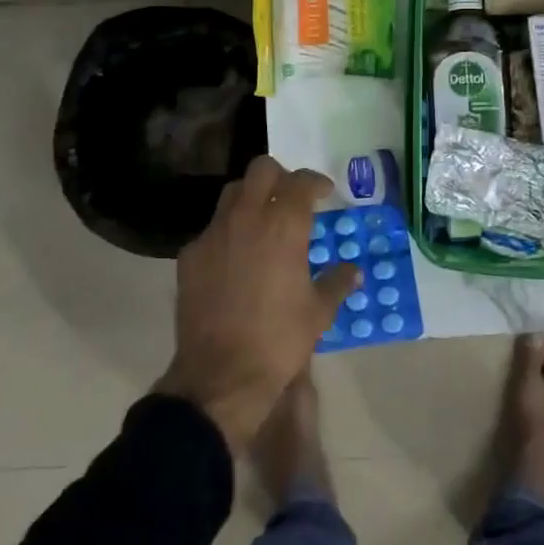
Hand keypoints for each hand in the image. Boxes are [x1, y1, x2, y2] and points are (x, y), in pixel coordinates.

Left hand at [155, 156, 358, 449]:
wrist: (222, 374)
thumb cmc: (279, 340)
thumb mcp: (319, 312)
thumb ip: (337, 283)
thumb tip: (353, 271)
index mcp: (284, 225)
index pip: (301, 182)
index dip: (315, 182)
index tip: (324, 192)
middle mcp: (247, 217)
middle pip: (261, 170)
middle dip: (280, 177)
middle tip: (290, 198)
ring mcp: (214, 233)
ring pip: (232, 192)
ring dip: (250, 197)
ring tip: (262, 221)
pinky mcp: (190, 253)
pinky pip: (211, 228)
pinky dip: (227, 232)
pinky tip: (234, 257)